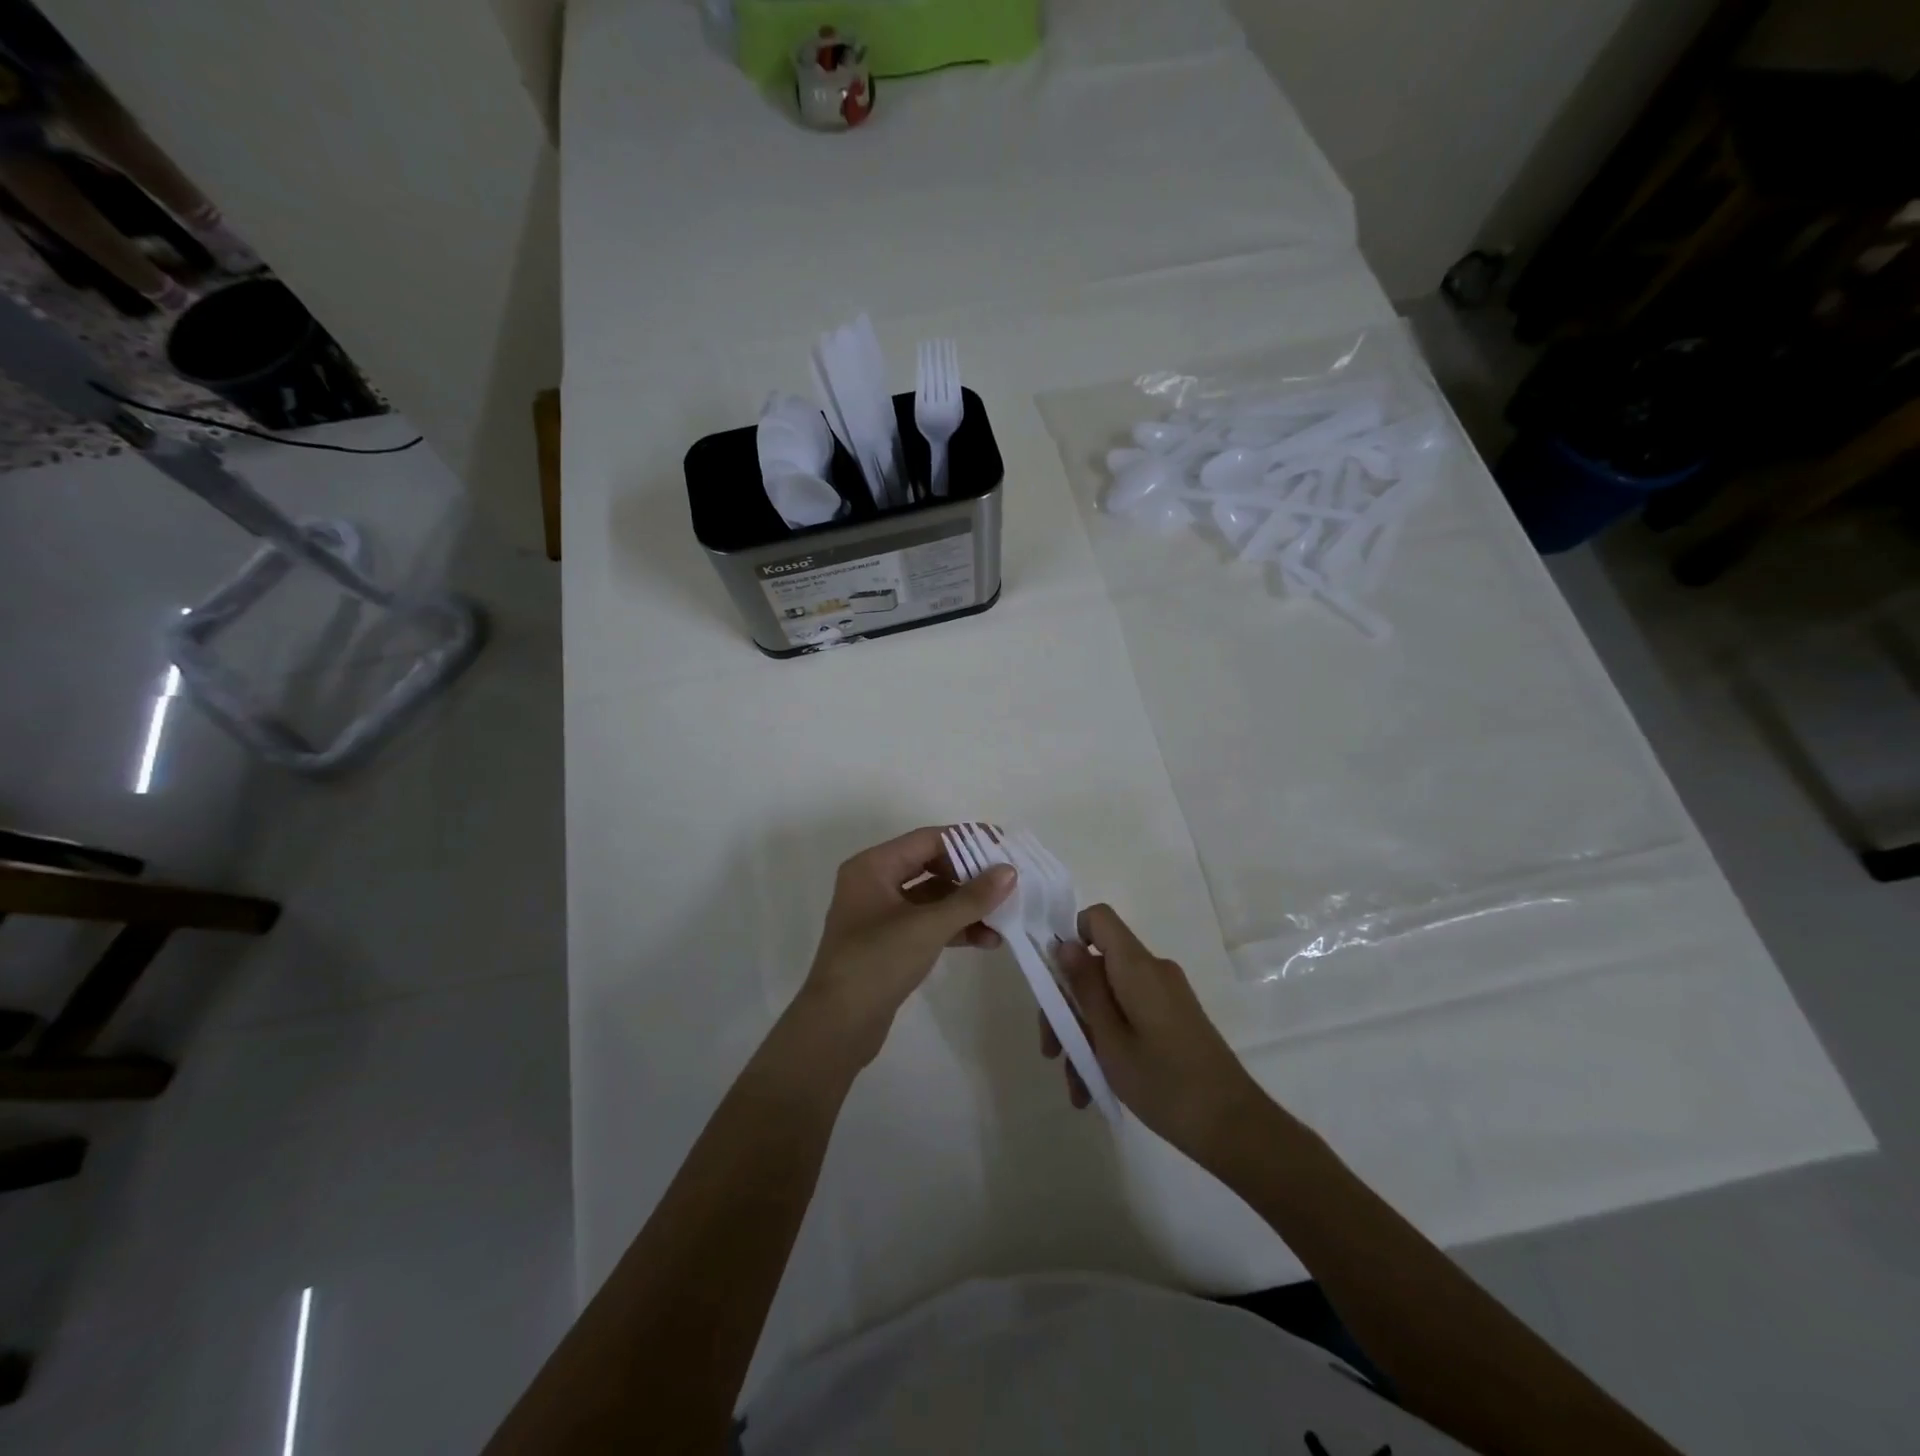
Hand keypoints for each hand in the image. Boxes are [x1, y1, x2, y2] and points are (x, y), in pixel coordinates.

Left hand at [793, 827, 1015, 1068]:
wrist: (837, 1026)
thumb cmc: (877, 962)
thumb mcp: (927, 926)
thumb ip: (971, 898)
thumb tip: (1009, 872)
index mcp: (873, 866)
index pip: (928, 839)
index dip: (968, 841)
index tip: (1004, 848)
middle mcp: (874, 882)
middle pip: (931, 866)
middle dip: (971, 877)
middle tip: (1008, 883)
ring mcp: (879, 914)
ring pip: (932, 898)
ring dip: (966, 907)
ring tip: (1004, 918)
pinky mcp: (888, 942)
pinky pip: (926, 923)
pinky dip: (954, 928)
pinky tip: (986, 940)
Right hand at [1046, 904, 1268, 1162]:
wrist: (1234, 1127)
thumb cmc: (1164, 1082)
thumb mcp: (1110, 1039)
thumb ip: (1085, 988)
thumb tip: (1064, 944)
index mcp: (1137, 967)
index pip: (1098, 919)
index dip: (1070, 937)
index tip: (1053, 980)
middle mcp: (1152, 971)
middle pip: (1097, 967)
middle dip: (1068, 1007)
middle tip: (1052, 1052)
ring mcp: (1165, 996)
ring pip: (1110, 999)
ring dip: (1086, 1037)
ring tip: (1077, 1089)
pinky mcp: (1174, 1019)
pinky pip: (1129, 1017)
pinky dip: (1110, 1044)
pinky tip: (1095, 1088)